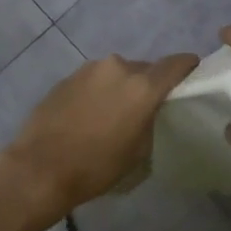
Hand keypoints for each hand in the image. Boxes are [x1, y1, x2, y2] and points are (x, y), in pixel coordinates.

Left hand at [0, 51, 199, 229]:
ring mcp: (89, 69)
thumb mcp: (139, 152)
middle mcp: (117, 67)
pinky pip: (94, 80)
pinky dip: (98, 92)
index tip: (191, 79)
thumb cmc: (96, 166)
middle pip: (145, 69)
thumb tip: (148, 111)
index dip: (188, 69)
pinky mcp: (66, 77)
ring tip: (113, 114)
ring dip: (121, 88)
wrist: (39, 168)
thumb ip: (151, 120)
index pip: (177, 63)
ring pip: (117, 73)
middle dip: (149, 84)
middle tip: (147, 108)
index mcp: (143, 85)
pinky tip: (89, 116)